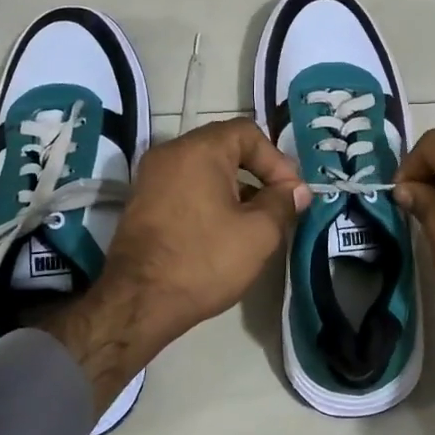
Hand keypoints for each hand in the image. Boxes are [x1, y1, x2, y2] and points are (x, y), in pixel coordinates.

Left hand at [46, 119, 307, 408]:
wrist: (138, 302)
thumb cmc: (204, 261)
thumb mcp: (258, 233)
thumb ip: (283, 203)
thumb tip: (296, 191)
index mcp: (198, 150)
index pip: (247, 133)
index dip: (277, 160)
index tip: (290, 194)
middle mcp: (170, 153)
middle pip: (225, 148)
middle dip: (258, 174)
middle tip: (279, 206)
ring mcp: (151, 178)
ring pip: (205, 171)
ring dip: (236, 190)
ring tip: (256, 224)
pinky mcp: (143, 203)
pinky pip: (186, 188)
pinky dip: (210, 201)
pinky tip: (225, 233)